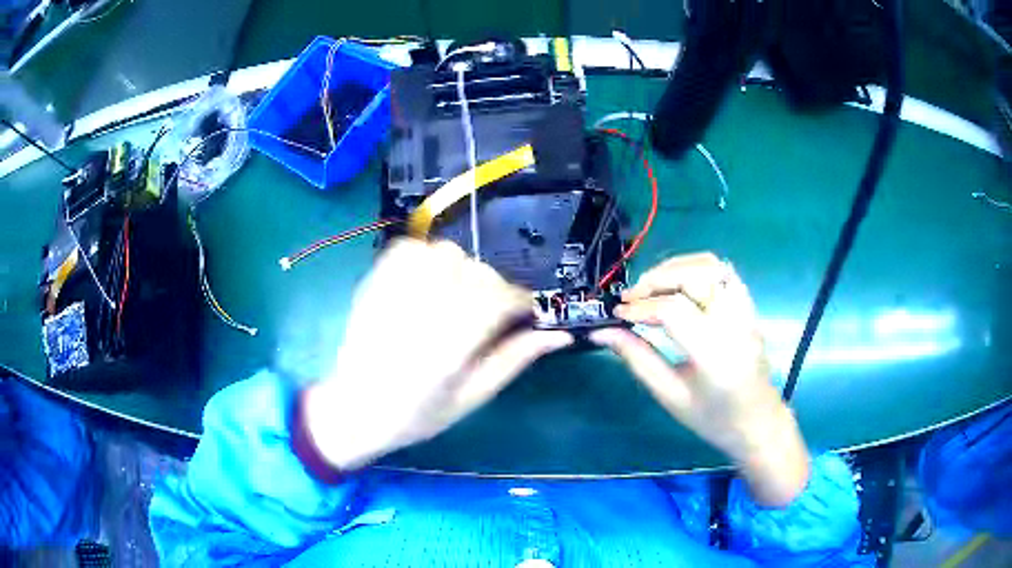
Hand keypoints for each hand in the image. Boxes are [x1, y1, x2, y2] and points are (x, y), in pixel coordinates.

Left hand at [302, 239, 572, 470]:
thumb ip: (513, 360)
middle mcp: (423, 311)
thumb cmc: (417, 415)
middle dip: (495, 290)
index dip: (521, 302)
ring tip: (457, 297)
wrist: (355, 409)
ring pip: (447, 253)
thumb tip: (559, 334)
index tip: (524, 313)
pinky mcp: (374, 281)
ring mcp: (394, 291)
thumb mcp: (472, 397)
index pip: (501, 299)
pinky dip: (427, 256)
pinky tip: (429, 282)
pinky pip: (411, 248)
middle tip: (489, 314)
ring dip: (462, 270)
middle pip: (478, 273)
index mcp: (449, 347)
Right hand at [590, 253, 808, 505]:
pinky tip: (678, 284)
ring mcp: (746, 311)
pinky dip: (695, 268)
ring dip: (675, 268)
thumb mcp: (670, 395)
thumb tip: (602, 333)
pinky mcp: (748, 305)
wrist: (757, 422)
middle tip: (631, 297)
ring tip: (651, 287)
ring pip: (710, 265)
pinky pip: (723, 271)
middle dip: (656, 280)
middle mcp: (735, 324)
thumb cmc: (712, 418)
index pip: (674, 311)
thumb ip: (637, 359)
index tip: (618, 314)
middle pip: (694, 277)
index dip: (641, 307)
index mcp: (715, 355)